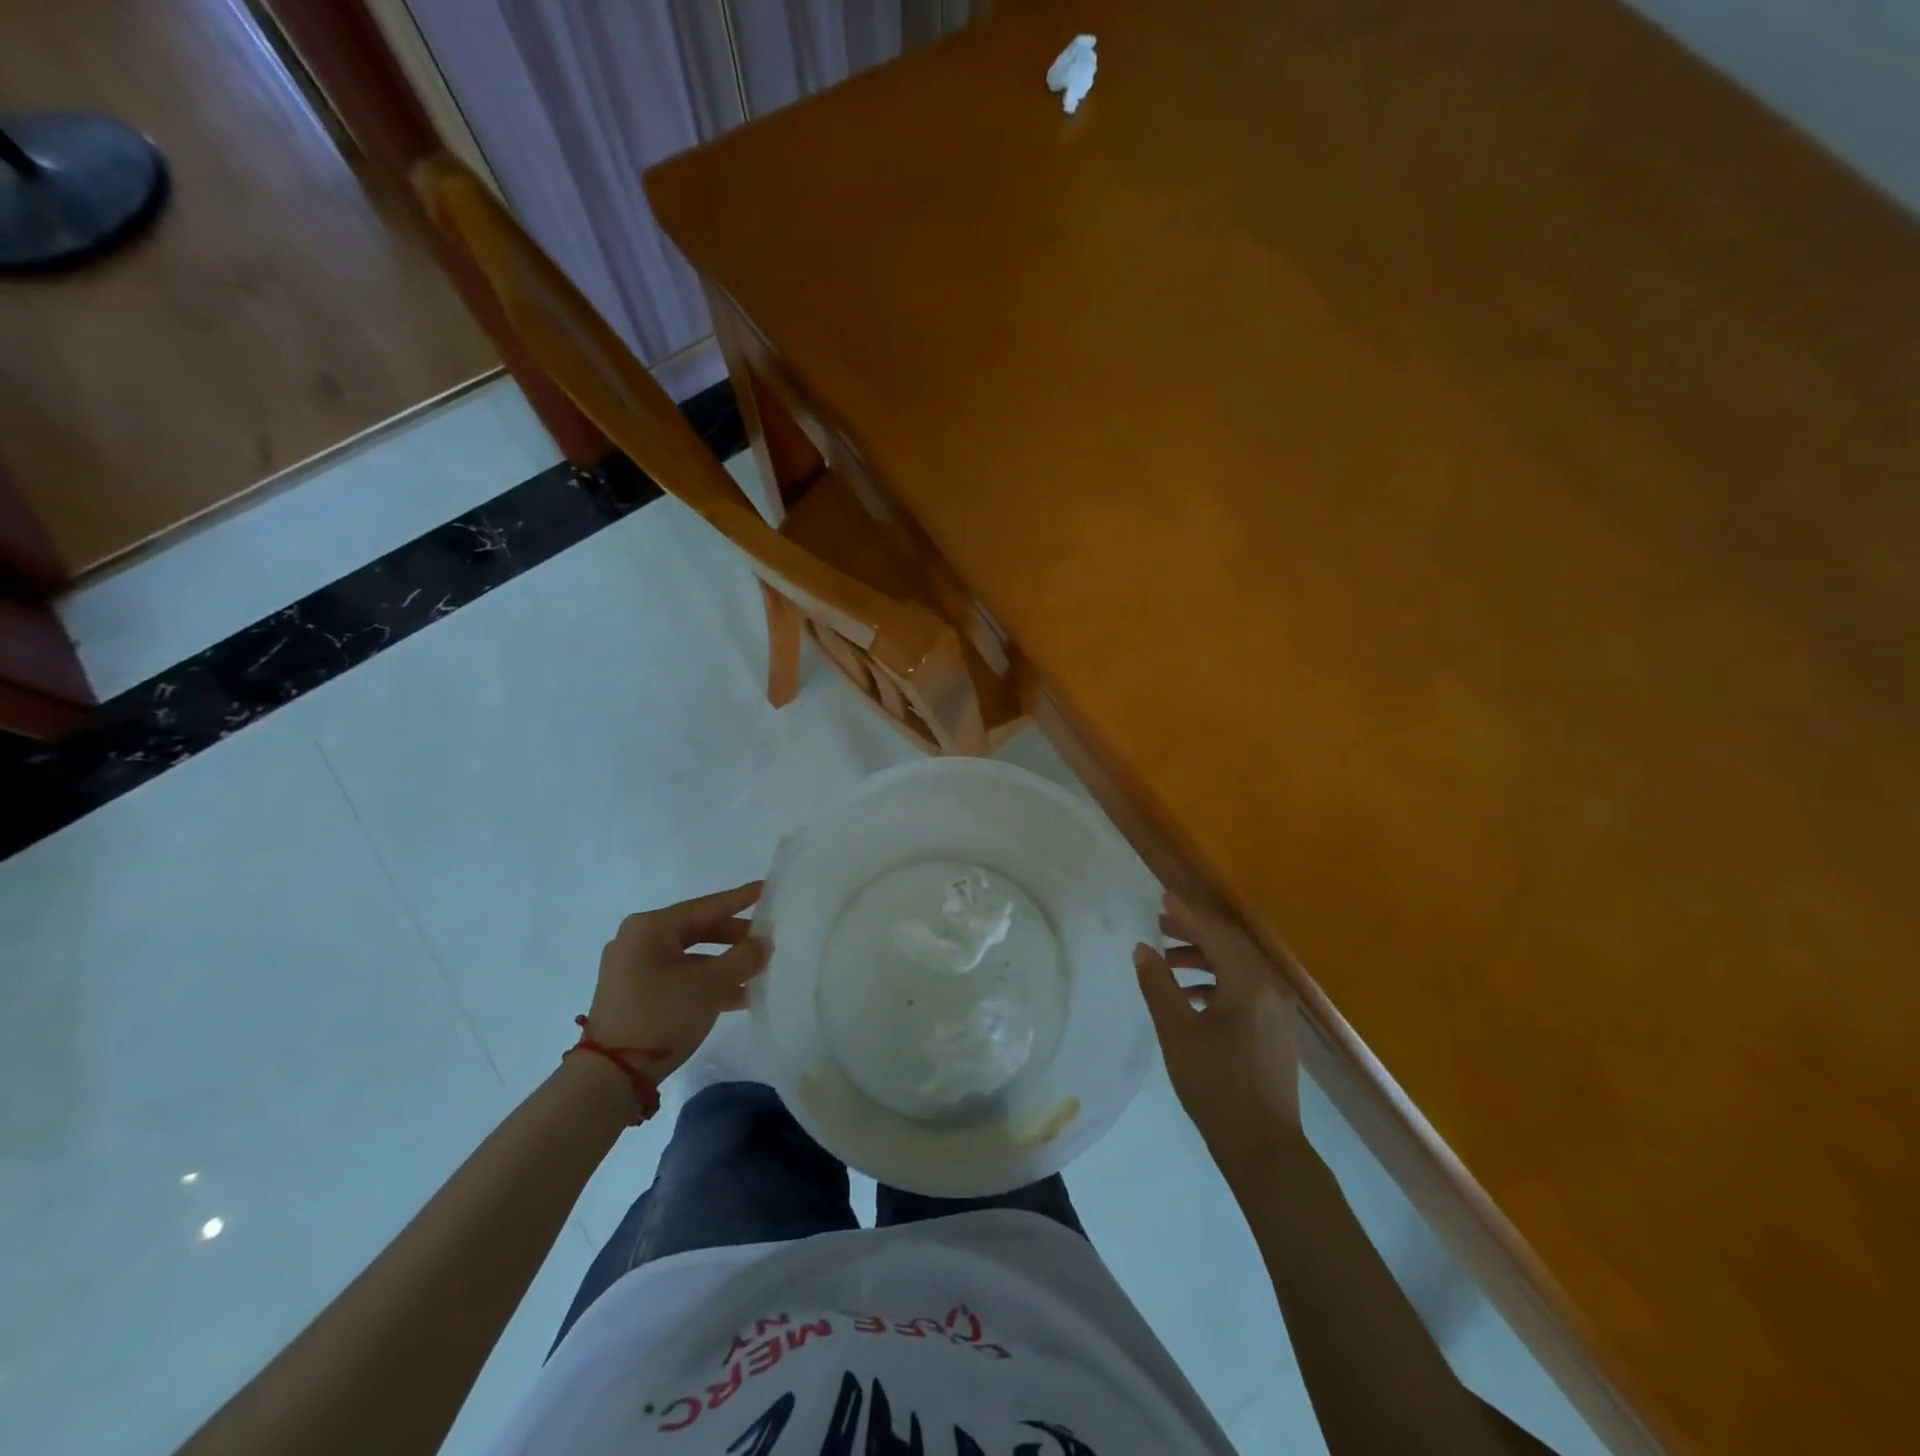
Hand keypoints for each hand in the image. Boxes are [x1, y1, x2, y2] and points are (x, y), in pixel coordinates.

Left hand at [584, 881, 769, 1083]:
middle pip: (697, 930)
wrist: (610, 1078)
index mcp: (650, 928)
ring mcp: (632, 968)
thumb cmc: (661, 1017)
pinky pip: (678, 976)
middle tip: (766, 941)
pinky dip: (704, 982)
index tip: (766, 889)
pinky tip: (735, 997)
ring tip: (756, 974)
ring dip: (723, 965)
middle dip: (734, 938)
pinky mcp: (632, 993)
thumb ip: (743, 958)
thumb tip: (764, 942)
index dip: (740, 899)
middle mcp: (637, 940)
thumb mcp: (710, 986)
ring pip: (689, 956)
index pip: (706, 906)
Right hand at [1134, 893, 1301, 1171]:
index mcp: (1249, 983)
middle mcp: (1270, 988)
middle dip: (1195, 932)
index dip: (1186, 914)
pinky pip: (1246, 988)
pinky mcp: (1276, 1029)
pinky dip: (1217, 981)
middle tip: (1160, 923)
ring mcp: (1277, 1010)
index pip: (1215, 934)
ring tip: (1168, 960)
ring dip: (1204, 957)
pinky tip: (1192, 995)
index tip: (1162, 897)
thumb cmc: (1216, 1085)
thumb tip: (1142, 949)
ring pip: (1238, 968)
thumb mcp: (1177, 1032)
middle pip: (1230, 946)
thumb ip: (1159, 985)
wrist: (1264, 1148)